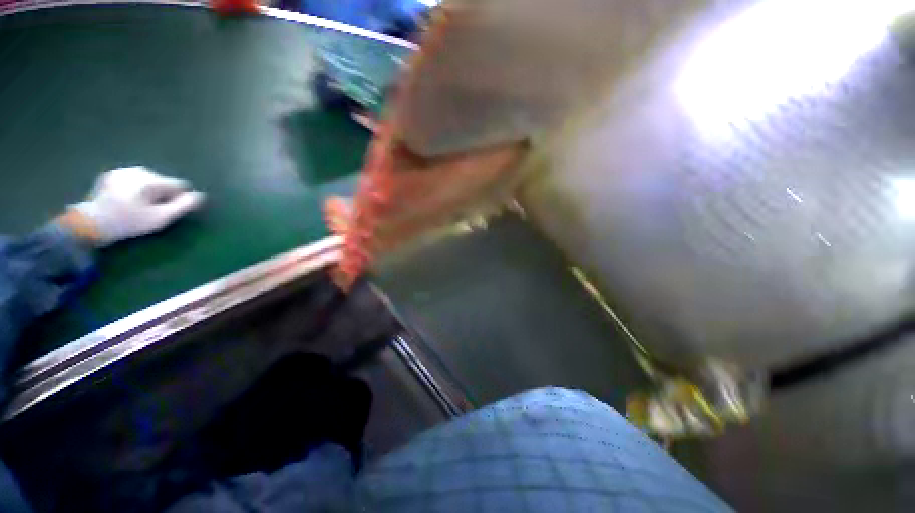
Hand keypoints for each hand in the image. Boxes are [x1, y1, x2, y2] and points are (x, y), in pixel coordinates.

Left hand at [68, 167, 204, 246]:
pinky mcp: (110, 176)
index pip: (177, 185)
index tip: (169, 211)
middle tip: (153, 211)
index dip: (178, 198)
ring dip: (149, 191)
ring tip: (141, 207)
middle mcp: (138, 171)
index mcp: (150, 180)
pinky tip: (128, 202)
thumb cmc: (127, 223)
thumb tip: (199, 196)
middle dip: (163, 194)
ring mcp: (122, 172)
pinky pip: (133, 181)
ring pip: (147, 180)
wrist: (89, 224)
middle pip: (162, 181)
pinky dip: (136, 189)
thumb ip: (182, 206)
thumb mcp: (159, 219)